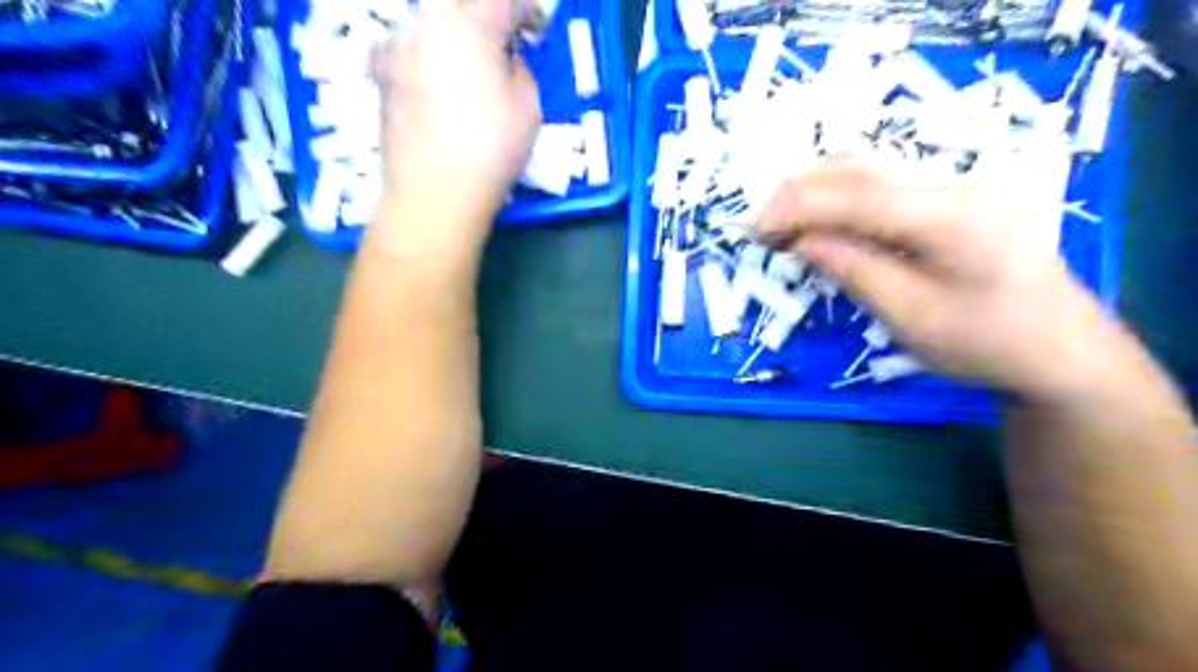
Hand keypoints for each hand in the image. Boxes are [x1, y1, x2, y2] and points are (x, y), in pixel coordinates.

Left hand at [377, 0, 539, 243]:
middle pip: (459, 2)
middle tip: (501, 41)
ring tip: (466, 61)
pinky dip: (423, 53)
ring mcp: (398, 47)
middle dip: (484, 14)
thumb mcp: (529, 109)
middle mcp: (428, 23)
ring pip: (428, 19)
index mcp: (472, 25)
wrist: (433, 192)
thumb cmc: (491, 149)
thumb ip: (521, 71)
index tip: (535, 30)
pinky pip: (405, 46)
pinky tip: (431, 78)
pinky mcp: (381, 75)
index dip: (525, 9)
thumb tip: (506, 62)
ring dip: (452, 31)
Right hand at [756, 156, 1114, 398]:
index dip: (799, 206)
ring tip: (779, 217)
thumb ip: (853, 269)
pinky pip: (886, 183)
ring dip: (817, 188)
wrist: (1059, 348)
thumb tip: (801, 239)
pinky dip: (841, 195)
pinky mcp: (954, 195)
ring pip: (872, 169)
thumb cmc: (986, 343)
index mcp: (954, 217)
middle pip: (863, 170)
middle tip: (758, 222)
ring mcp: (960, 184)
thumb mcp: (910, 316)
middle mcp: (959, 184)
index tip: (755, 227)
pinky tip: (818, 213)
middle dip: (801, 190)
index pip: (858, 196)